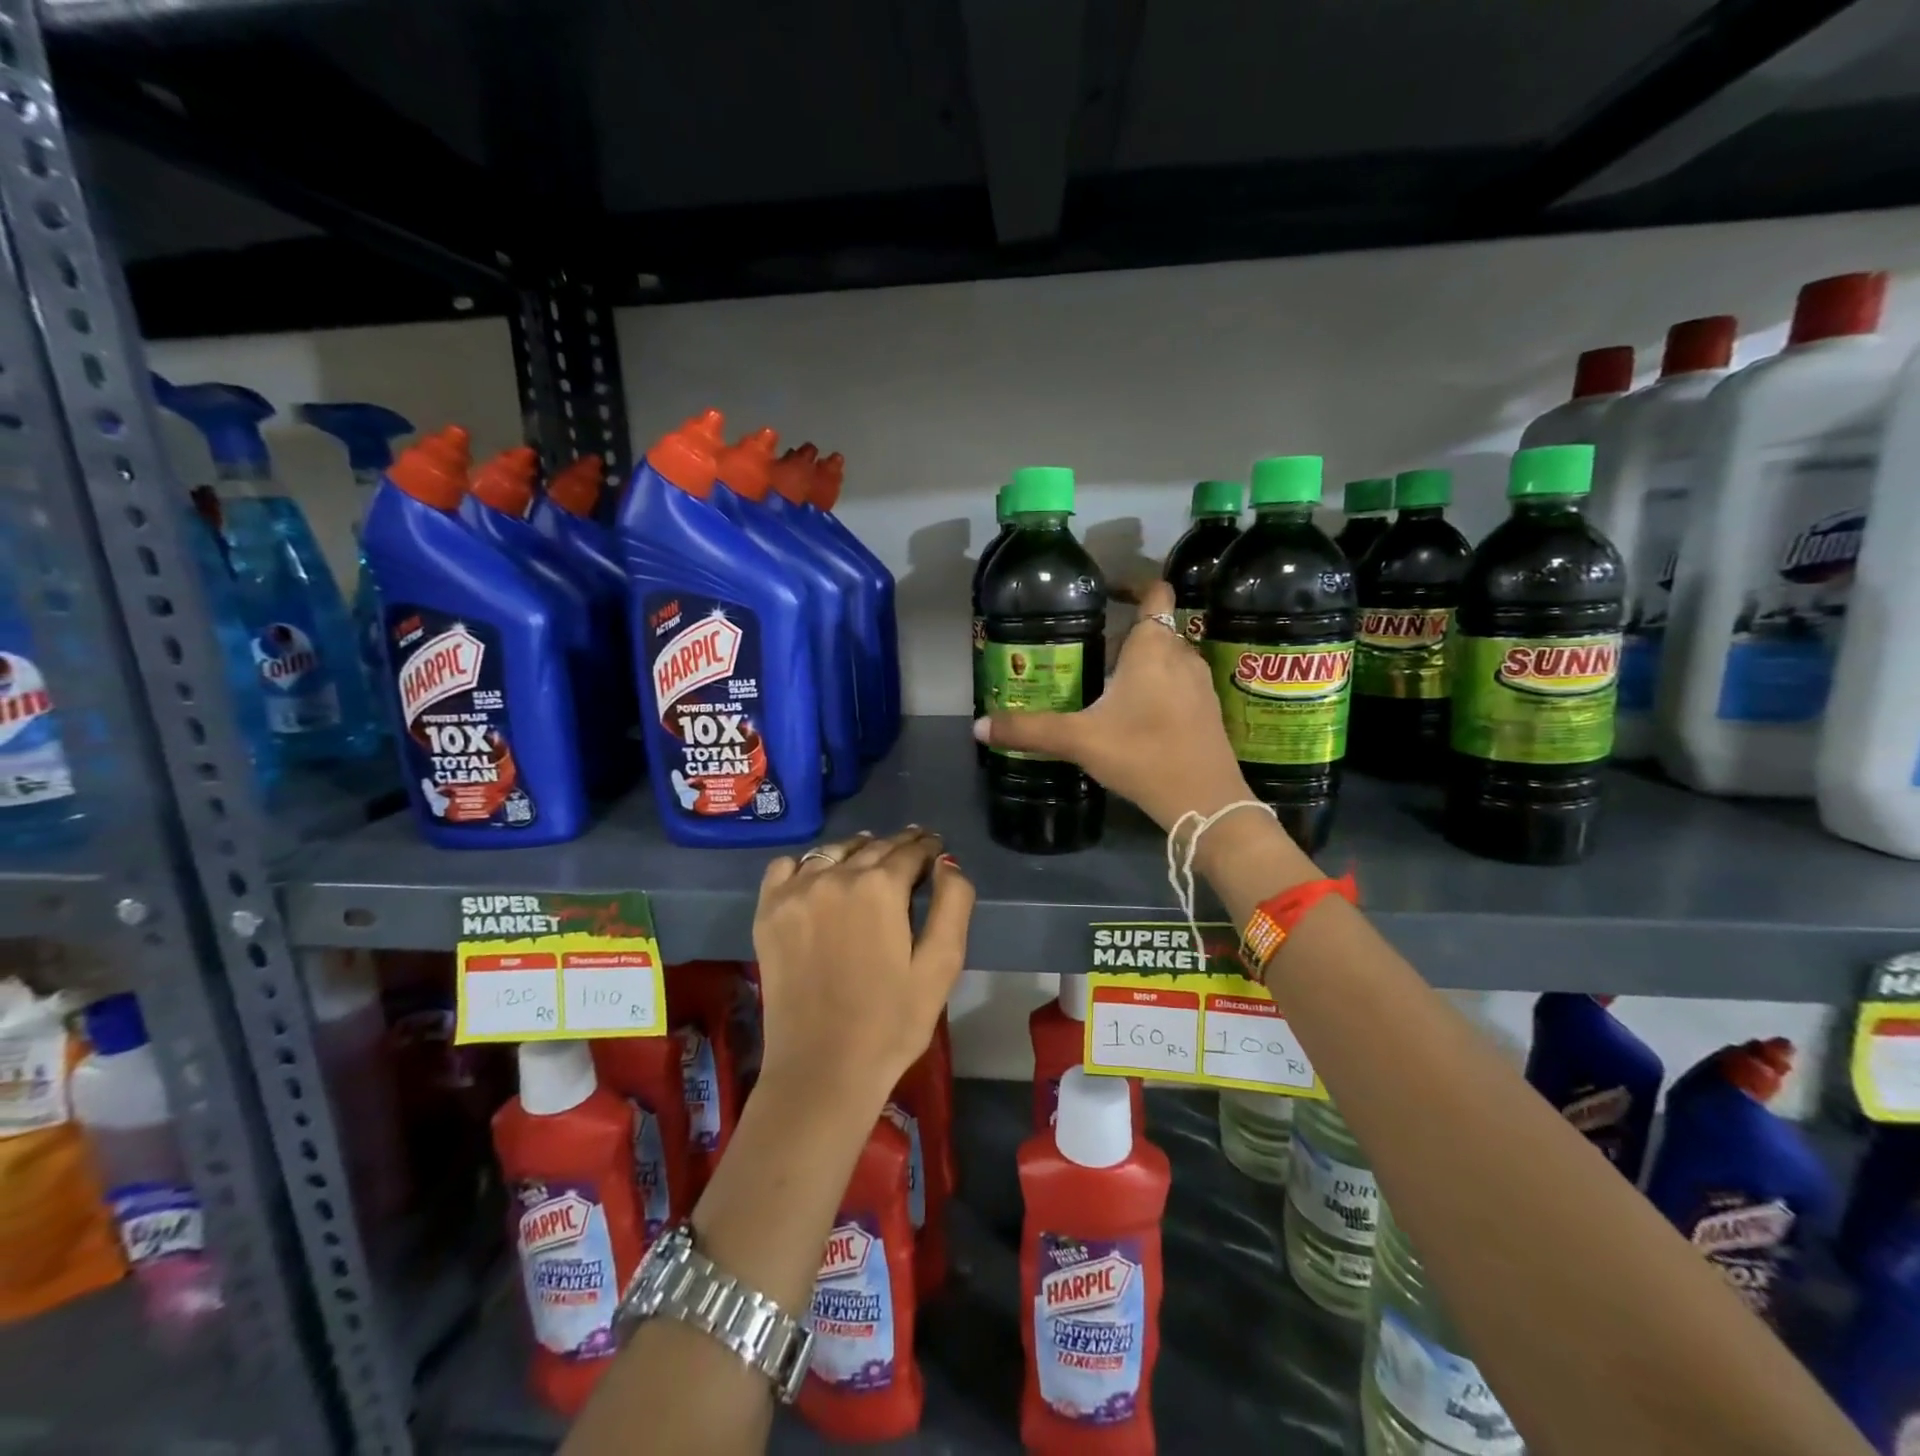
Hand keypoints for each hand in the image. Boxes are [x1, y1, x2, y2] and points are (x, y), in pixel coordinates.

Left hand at [752, 827, 973, 1112]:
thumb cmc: (892, 1022)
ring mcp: (795, 892)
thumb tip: (946, 862)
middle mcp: (835, 876)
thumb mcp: (942, 965)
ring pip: (833, 851)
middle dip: (898, 846)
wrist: (823, 1069)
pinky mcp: (768, 912)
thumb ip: (953, 904)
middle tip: (913, 849)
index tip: (936, 848)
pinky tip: (819, 878)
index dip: (928, 848)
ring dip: (857, 850)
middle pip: (873, 847)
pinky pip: (786, 867)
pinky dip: (806, 865)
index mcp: (881, 887)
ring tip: (870, 857)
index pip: (911, 851)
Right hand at [975, 580, 1251, 831]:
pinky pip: (1178, 684)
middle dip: (1121, 637)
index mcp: (1153, 647)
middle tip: (1085, 654)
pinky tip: (1132, 717)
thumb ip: (1029, 731)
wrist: (1205, 803)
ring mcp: (1200, 684)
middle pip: (1153, 629)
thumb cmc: (1143, 755)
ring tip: (1104, 686)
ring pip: (1166, 658)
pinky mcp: (1208, 711)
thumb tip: (979, 727)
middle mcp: (1182, 655)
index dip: (1133, 585)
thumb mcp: (1079, 741)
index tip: (1105, 594)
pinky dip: (1156, 688)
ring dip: (1138, 664)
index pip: (1155, 592)